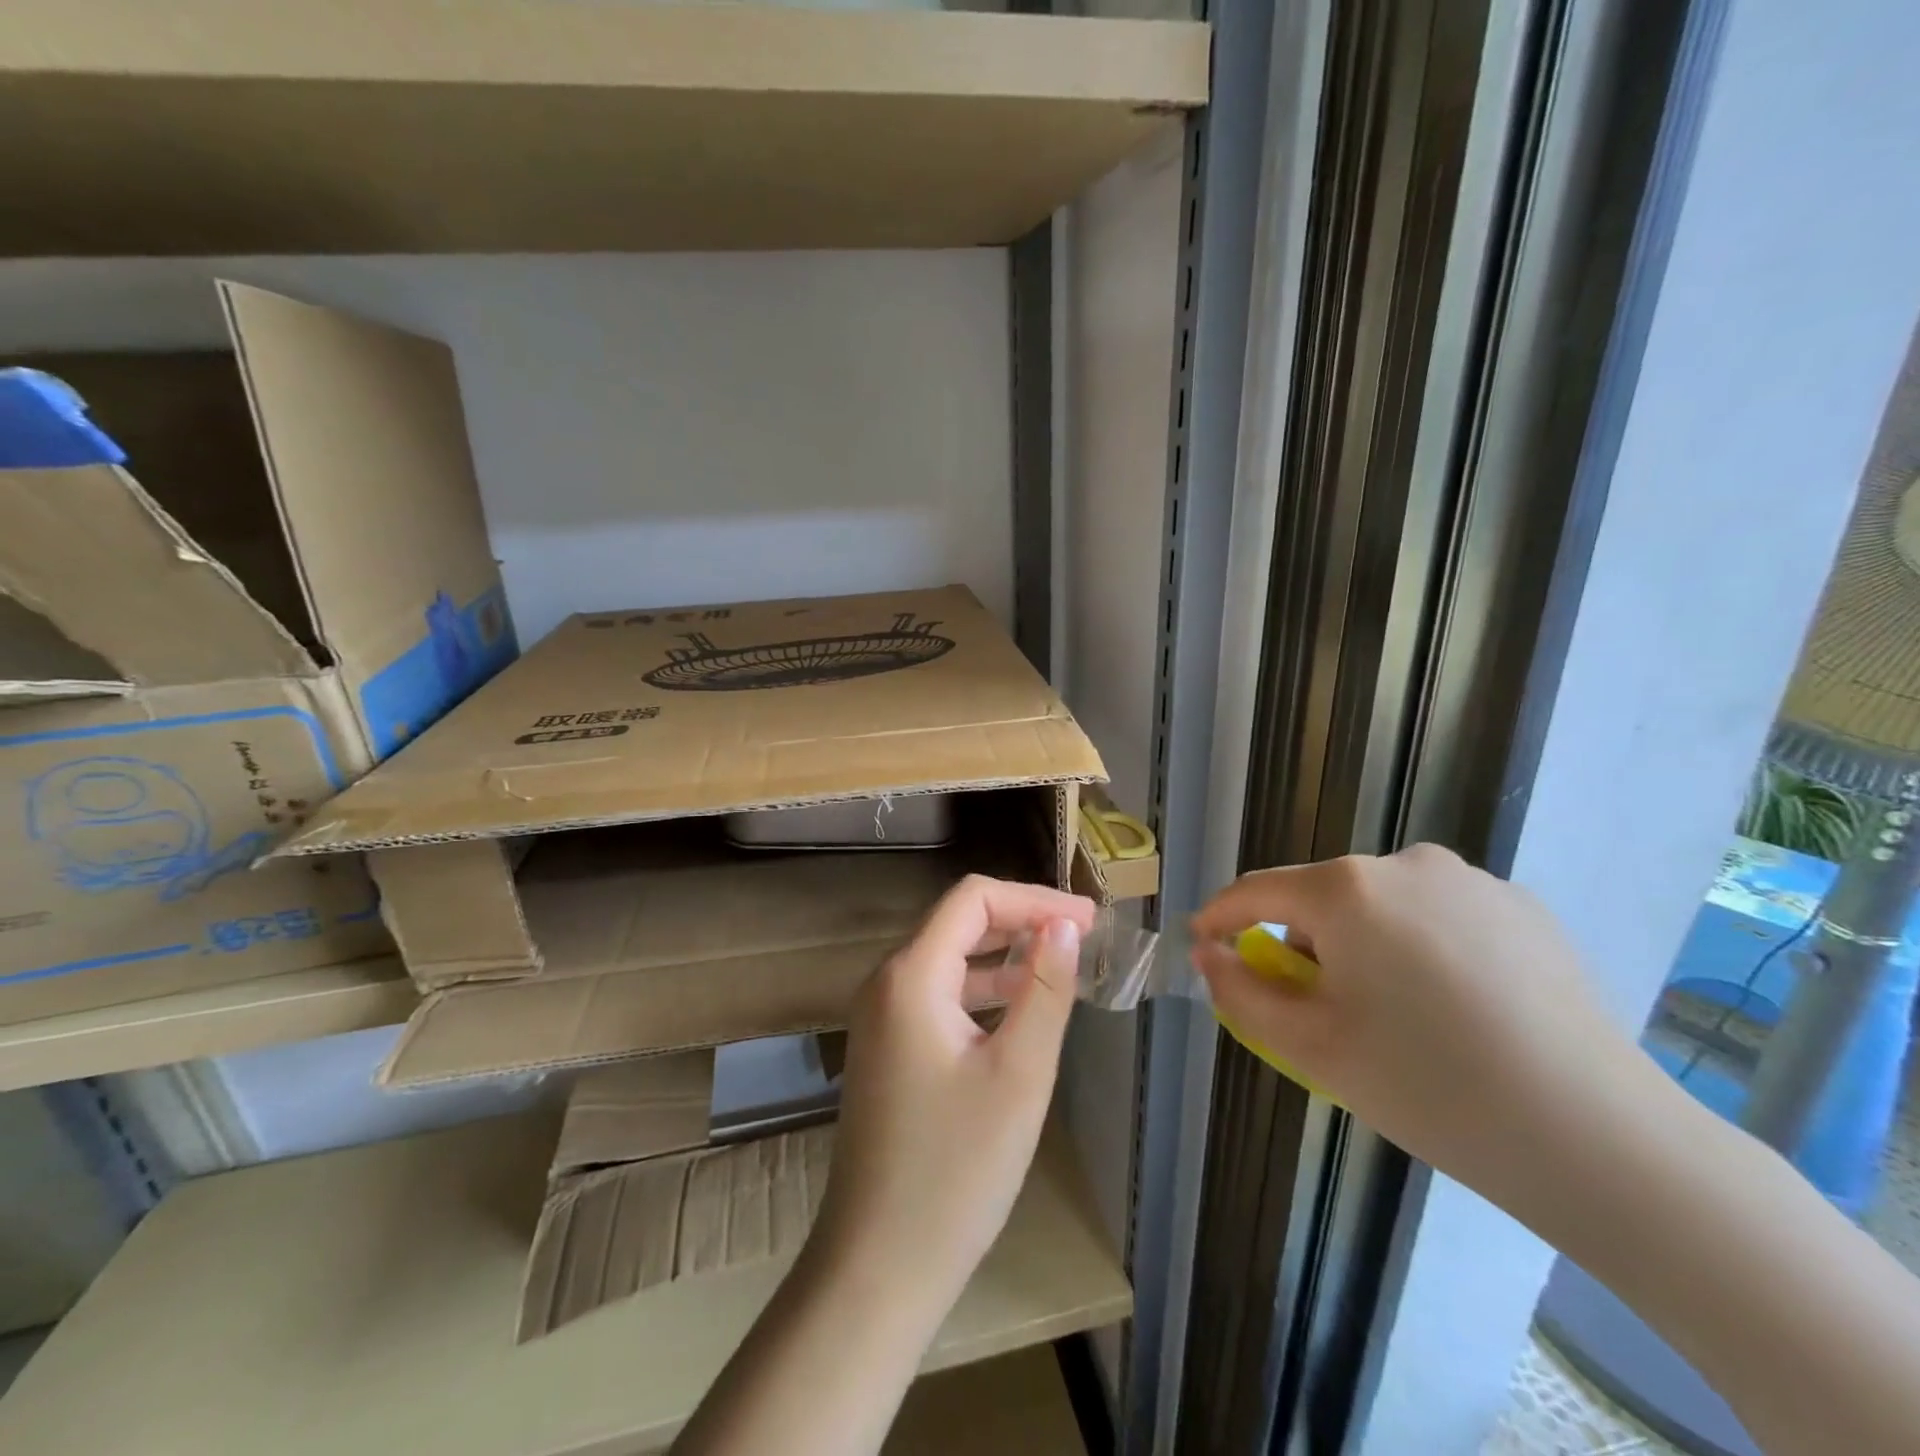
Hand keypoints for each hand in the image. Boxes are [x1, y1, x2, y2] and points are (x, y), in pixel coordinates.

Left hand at [810, 875, 1096, 1318]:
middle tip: (1084, 936)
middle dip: (1022, 920)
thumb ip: (1045, 988)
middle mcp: (887, 982)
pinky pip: (939, 994)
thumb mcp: (1019, 1073)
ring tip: (1062, 964)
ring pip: (950, 958)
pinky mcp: (887, 1047)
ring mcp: (881, 1016)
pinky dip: (983, 989)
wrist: (879, 1263)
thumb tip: (1063, 925)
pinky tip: (1020, 1007)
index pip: (973, 898)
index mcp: (911, 975)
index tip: (1088, 920)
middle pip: (959, 922)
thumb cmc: (956, 1168)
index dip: (1033, 898)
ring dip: (1005, 954)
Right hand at [1190, 845, 1661, 1198]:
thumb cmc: (1428, 1087)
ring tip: (1396, 1011)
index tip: (1204, 944)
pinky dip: (1423, 946)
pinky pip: (1440, 914)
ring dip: (1365, 943)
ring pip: (1383, 904)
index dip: (1220, 917)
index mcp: (1345, 889)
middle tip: (1319, 1008)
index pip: (1256, 892)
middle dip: (1303, 943)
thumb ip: (1240, 991)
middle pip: (1322, 898)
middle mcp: (1404, 864)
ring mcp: (1470, 880)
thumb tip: (1210, 953)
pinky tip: (1457, 1005)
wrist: (1598, 1139)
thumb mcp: (1310, 1046)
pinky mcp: (1522, 906)